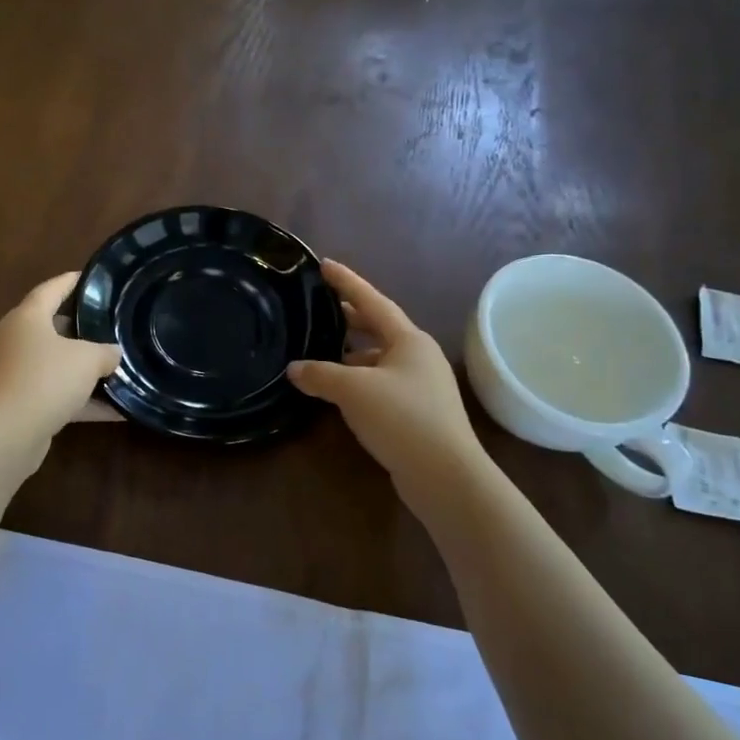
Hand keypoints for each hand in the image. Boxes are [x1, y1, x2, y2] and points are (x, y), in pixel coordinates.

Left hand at [0, 273, 121, 448]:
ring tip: (115, 367)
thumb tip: (113, 353)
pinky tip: (114, 410)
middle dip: (80, 328)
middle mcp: (14, 340)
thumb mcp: (87, 360)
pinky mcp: (16, 403)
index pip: (51, 289)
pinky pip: (53, 393)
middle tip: (109, 325)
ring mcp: (12, 372)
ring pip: (53, 363)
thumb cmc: (45, 380)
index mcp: (26, 317)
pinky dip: (80, 399)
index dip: (72, 281)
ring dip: (81, 368)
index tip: (91, 277)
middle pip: (50, 327)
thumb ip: (105, 352)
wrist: (6, 434)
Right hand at [288, 262, 485, 495]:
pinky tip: (340, 391)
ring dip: (352, 353)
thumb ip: (320, 375)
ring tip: (322, 352)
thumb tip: (294, 369)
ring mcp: (421, 385)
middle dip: (350, 318)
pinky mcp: (418, 412)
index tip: (325, 264)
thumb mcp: (353, 390)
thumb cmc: (401, 418)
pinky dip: (359, 380)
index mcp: (408, 340)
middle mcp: (418, 356)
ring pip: (380, 359)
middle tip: (321, 307)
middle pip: (379, 328)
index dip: (347, 281)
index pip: (372, 301)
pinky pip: (382, 383)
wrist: (445, 475)